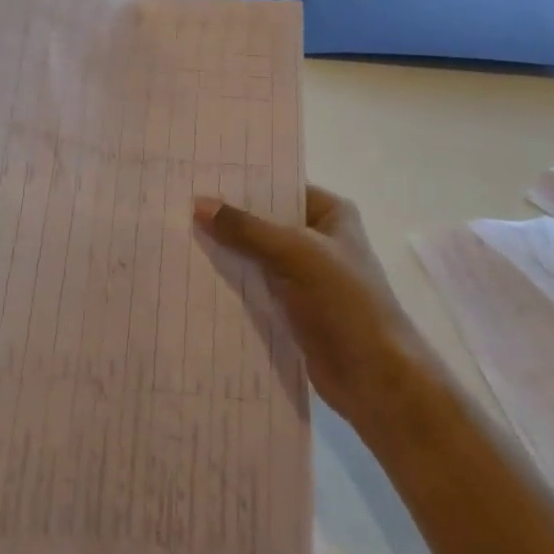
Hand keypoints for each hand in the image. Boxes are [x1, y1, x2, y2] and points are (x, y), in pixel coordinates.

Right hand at [195, 185, 433, 432]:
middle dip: (227, 217)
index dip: (242, 181)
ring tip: (177, 235)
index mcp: (330, 213)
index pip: (279, 185)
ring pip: (256, 254)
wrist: (375, 380)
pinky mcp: (293, 307)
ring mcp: (305, 275)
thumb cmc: (344, 302)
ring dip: (226, 251)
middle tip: (178, 204)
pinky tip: (195, 275)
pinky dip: (232, 282)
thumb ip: (246, 229)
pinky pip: (255, 285)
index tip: (198, 174)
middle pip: (264, 220)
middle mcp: (318, 238)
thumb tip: (198, 204)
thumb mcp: (294, 253)